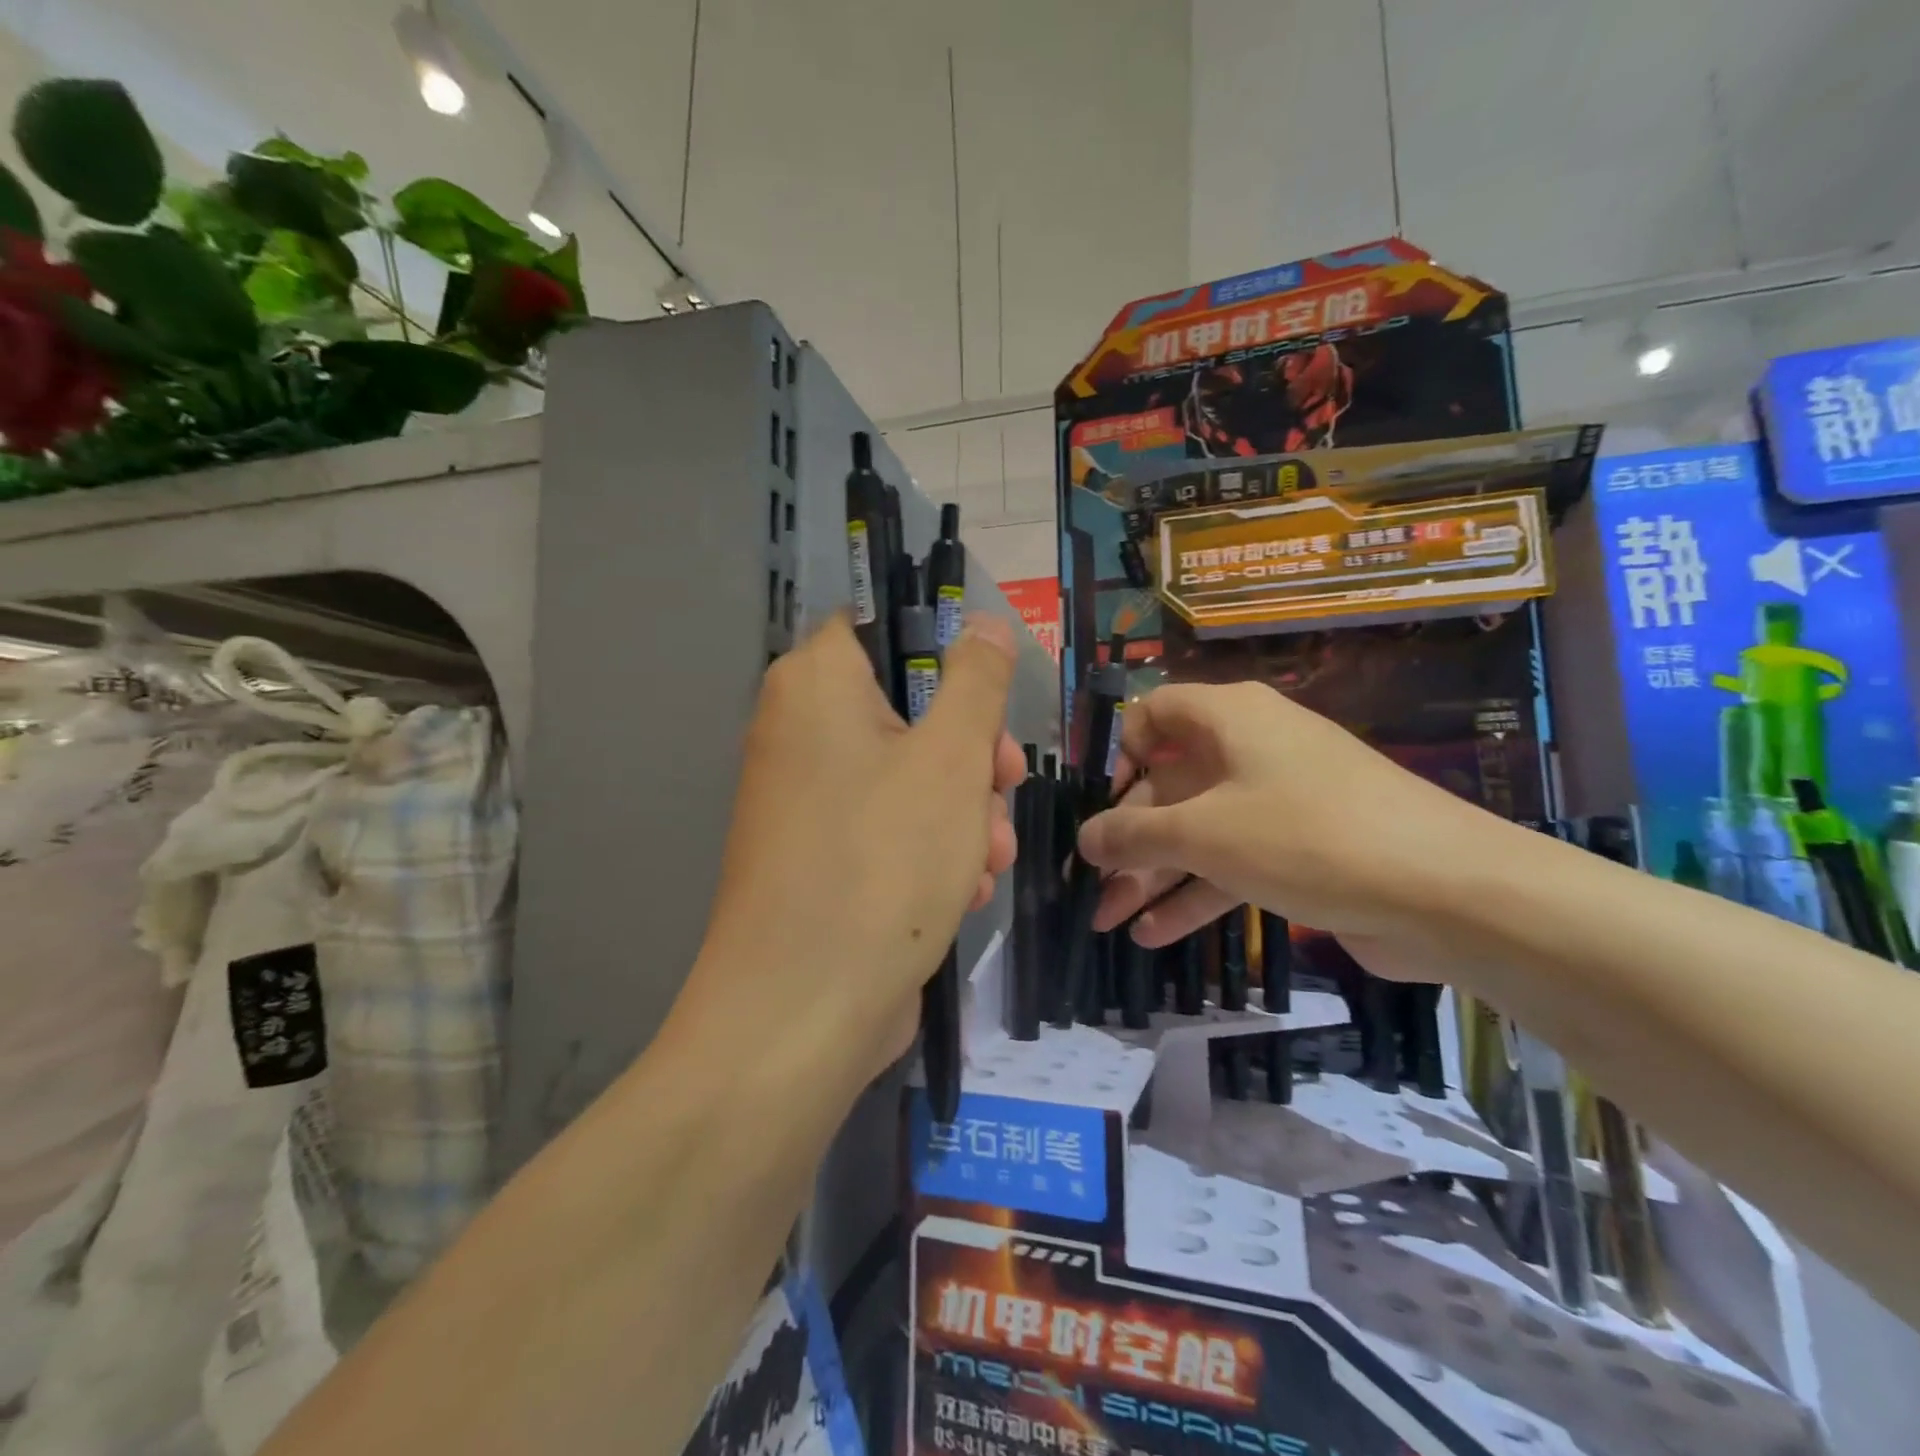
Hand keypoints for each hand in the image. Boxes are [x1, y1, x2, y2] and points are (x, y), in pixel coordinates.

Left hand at [673, 613, 1025, 1092]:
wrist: (803, 1010)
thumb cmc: (883, 860)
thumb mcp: (952, 757)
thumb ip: (975, 680)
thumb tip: (980, 623)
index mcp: (815, 686)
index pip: (878, 628)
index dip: (941, 652)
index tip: (988, 698)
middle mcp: (799, 732)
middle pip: (905, 708)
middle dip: (969, 752)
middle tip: (1005, 784)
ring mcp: (806, 798)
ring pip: (907, 774)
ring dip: (962, 809)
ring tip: (990, 858)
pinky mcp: (820, 855)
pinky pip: (887, 825)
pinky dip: (930, 847)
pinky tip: (963, 890)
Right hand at [1079, 681, 1497, 966]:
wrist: (1448, 892)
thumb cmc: (1308, 837)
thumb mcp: (1204, 834)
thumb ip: (1133, 835)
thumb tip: (1085, 838)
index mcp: (1230, 718)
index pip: (1156, 713)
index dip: (1122, 754)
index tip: (1105, 805)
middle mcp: (1252, 748)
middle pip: (1171, 786)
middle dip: (1128, 842)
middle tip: (1094, 892)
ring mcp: (1280, 800)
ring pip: (1199, 832)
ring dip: (1153, 877)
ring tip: (1110, 924)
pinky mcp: (1302, 849)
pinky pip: (1234, 863)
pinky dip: (1196, 895)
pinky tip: (1156, 936)